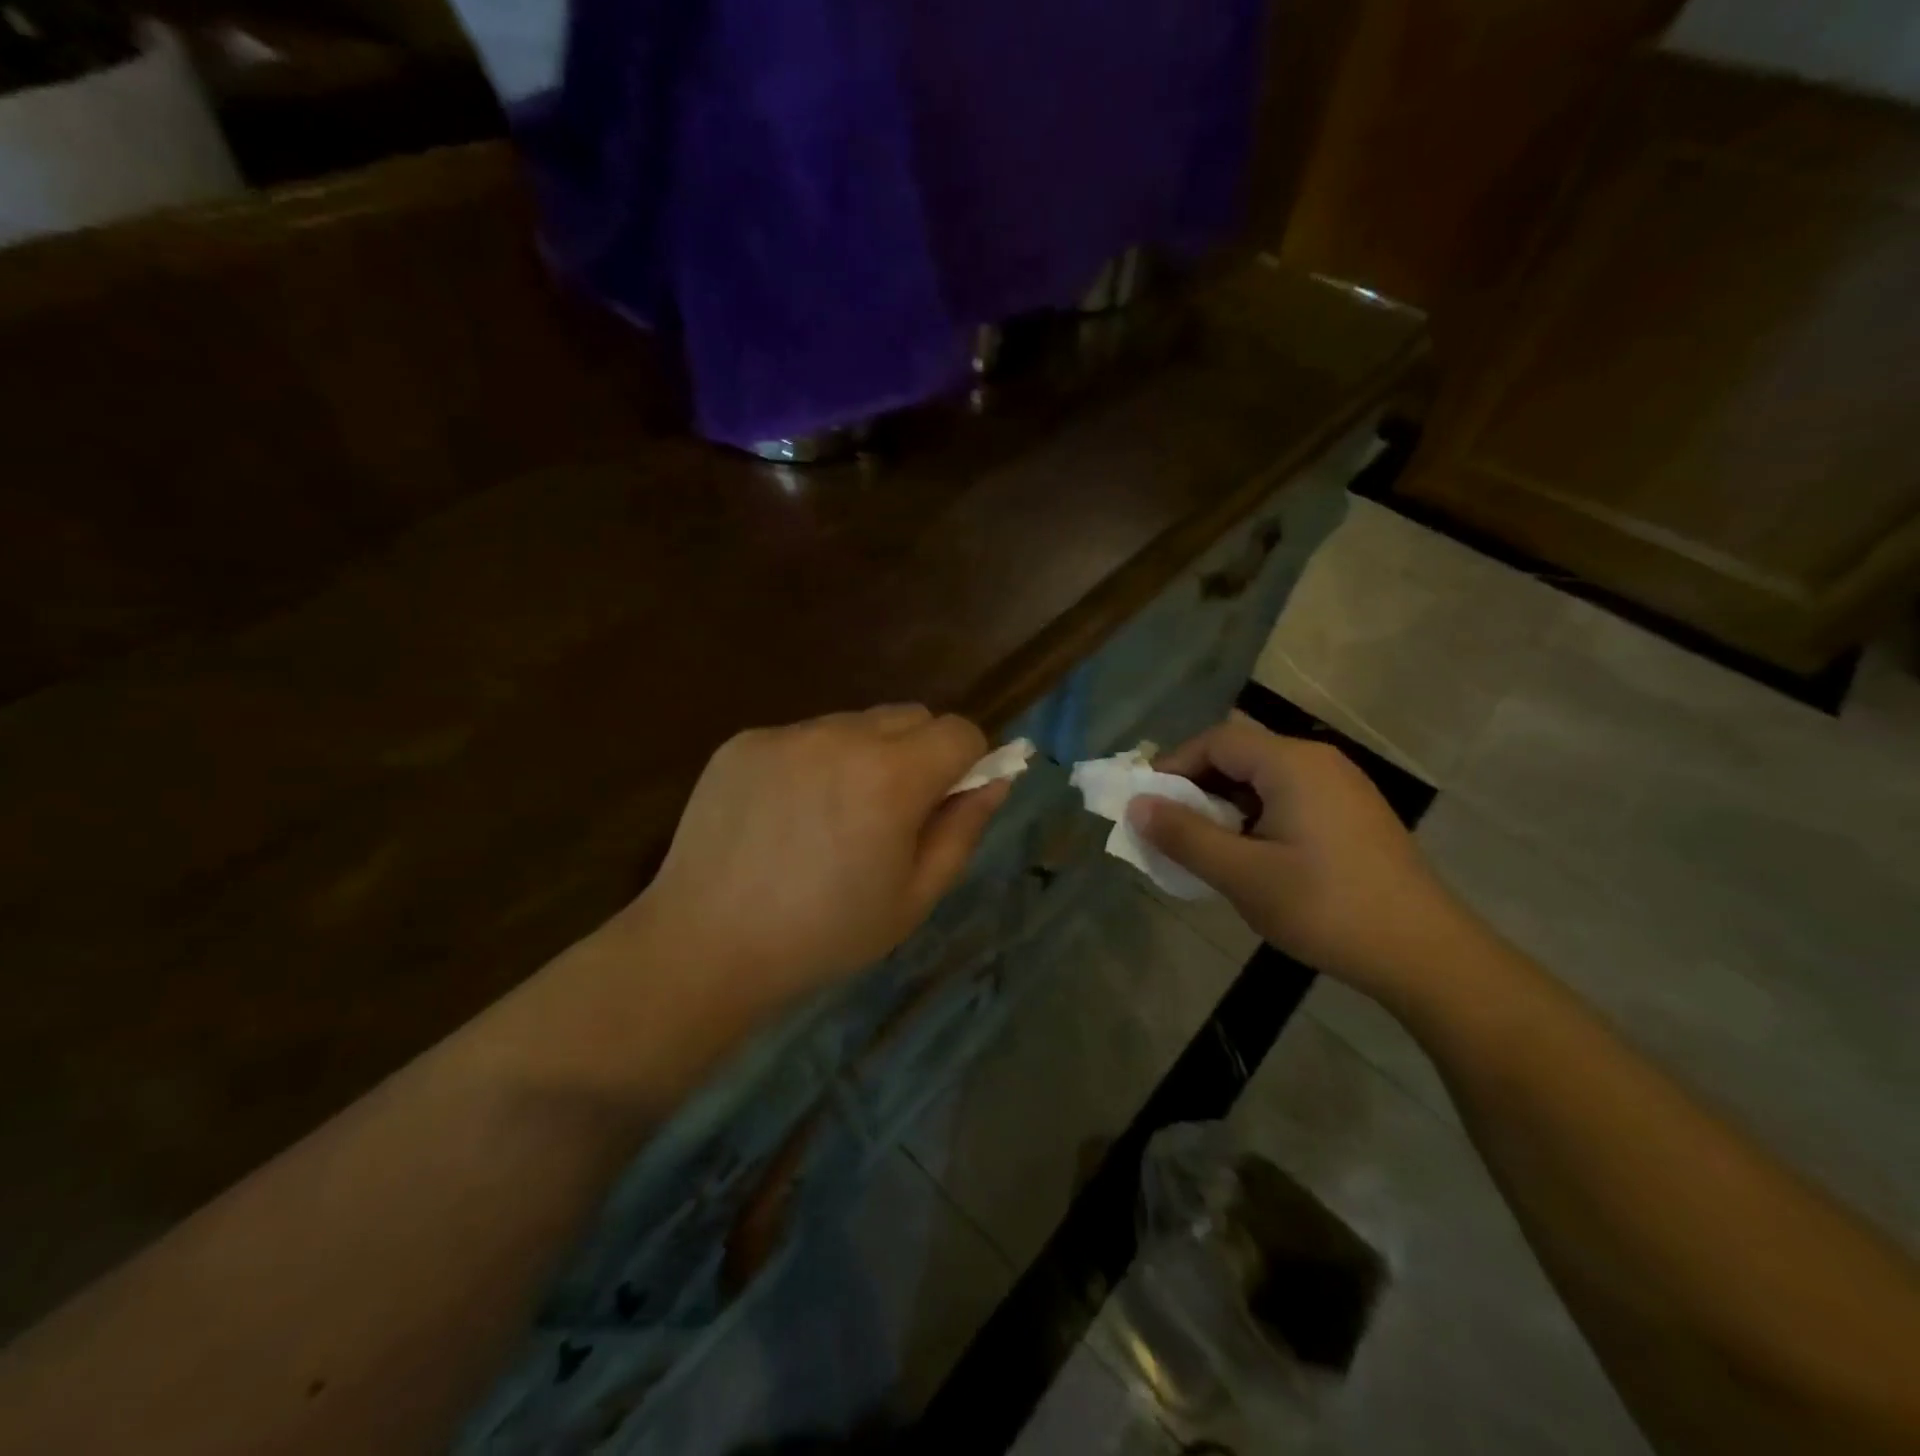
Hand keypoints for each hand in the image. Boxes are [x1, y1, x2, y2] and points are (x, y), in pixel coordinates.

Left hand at [633, 706, 1010, 1013]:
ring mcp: (788, 734)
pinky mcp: (745, 740)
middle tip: (892, 813)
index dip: (967, 763)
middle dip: (920, 753)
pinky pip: (805, 736)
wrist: (706, 944)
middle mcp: (841, 737)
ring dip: (866, 755)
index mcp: (891, 778)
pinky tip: (787, 814)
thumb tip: (997, 779)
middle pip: (911, 716)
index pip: (959, 731)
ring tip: (832, 816)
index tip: (947, 802)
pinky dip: (814, 762)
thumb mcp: (913, 898)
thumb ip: (962, 829)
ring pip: (856, 723)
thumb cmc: (823, 935)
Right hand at [1130, 717, 1470, 1001]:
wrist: (1425, 954)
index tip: (1147, 804)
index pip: (1216, 741)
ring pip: (1265, 778)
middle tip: (1171, 826)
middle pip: (1241, 754)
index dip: (1174, 766)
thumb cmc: (1326, 908)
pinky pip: (1289, 797)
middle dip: (1198, 785)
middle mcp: (1319, 761)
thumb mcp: (1243, 875)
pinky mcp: (1353, 814)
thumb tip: (1136, 805)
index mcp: (1292, 763)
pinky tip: (1251, 855)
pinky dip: (1256, 814)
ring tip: (1206, 845)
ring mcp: (1342, 786)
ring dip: (1226, 803)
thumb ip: (1184, 836)